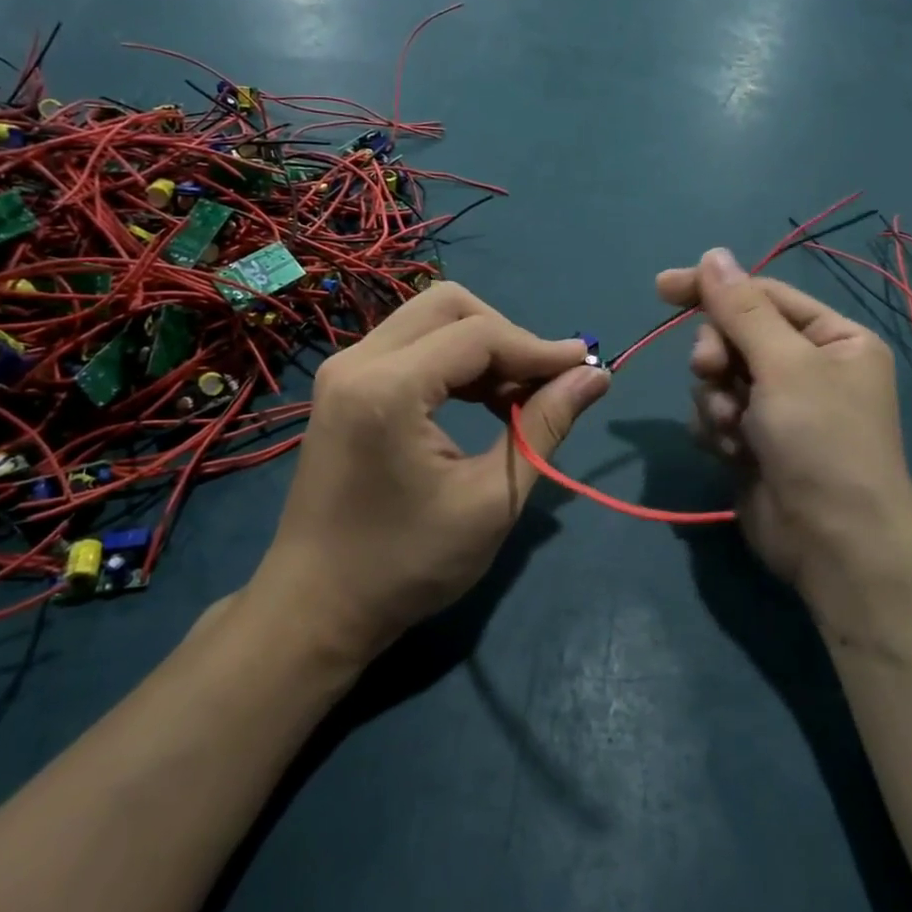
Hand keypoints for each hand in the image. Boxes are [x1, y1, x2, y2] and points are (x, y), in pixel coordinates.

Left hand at [255, 283, 608, 664]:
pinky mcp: (344, 385)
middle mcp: (358, 361)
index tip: (585, 367)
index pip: (479, 334)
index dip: (538, 348)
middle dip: (506, 335)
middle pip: (448, 304)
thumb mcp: (492, 500)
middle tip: (542, 383)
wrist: (316, 607)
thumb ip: (545, 426)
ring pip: (429, 319)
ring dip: (481, 346)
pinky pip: (410, 344)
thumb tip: (595, 375)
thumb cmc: (407, 565)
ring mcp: (344, 370)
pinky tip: (481, 401)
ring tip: (517, 398)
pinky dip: (453, 360)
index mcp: (388, 388)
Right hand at [656, 249, 911, 615]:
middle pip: (734, 336)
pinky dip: (716, 430)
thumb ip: (741, 309)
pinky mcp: (752, 441)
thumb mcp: (784, 364)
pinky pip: (714, 414)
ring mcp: (778, 407)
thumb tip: (712, 254)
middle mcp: (807, 367)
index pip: (762, 295)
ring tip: (735, 431)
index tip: (662, 288)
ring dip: (717, 401)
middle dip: (718, 357)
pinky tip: (733, 454)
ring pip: (717, 377)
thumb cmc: (821, 441)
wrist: (833, 544)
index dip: (712, 289)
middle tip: (713, 373)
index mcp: (832, 338)